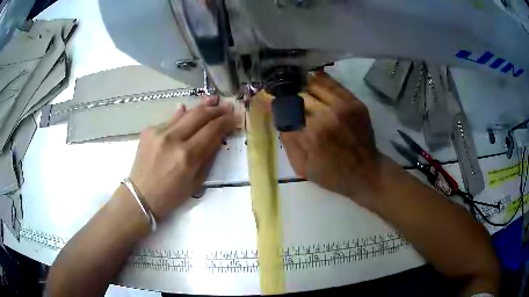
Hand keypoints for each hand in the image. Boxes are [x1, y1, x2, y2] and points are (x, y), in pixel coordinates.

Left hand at [128, 96, 238, 219]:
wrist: (140, 195)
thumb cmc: (171, 195)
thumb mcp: (196, 181)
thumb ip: (207, 157)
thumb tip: (216, 136)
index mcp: (187, 156)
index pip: (212, 130)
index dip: (226, 121)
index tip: (236, 116)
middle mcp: (173, 139)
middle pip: (199, 115)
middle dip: (216, 109)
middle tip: (227, 106)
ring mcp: (159, 131)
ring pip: (185, 113)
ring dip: (201, 106)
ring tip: (213, 100)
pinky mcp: (149, 130)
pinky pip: (170, 119)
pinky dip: (182, 115)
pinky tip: (187, 110)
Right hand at [281, 72, 385, 207]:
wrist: (366, 172)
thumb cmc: (332, 175)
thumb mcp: (302, 167)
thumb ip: (288, 141)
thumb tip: (277, 116)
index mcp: (312, 134)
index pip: (285, 109)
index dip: (273, 103)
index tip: (266, 99)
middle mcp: (327, 115)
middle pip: (299, 94)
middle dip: (287, 94)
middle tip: (282, 95)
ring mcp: (343, 106)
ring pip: (315, 84)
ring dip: (302, 85)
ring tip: (296, 85)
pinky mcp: (354, 102)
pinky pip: (333, 83)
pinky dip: (319, 80)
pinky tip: (312, 81)